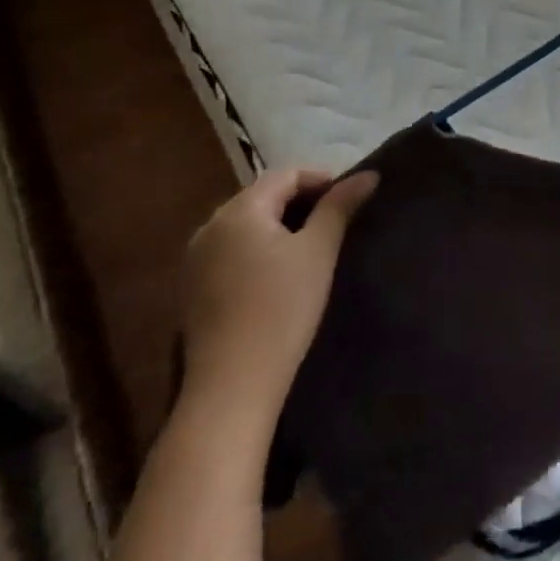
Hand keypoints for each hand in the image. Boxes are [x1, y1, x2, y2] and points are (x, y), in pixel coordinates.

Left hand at [180, 166, 377, 427]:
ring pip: (245, 225)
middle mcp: (209, 226)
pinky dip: (258, 249)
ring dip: (279, 225)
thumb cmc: (282, 307)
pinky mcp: (191, 290)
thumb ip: (340, 207)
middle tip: (335, 221)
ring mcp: (194, 260)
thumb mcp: (319, 251)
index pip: (285, 174)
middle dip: (300, 201)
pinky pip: (231, 251)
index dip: (321, 179)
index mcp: (239, 211)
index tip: (350, 199)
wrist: (232, 385)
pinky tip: (277, 273)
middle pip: (262, 197)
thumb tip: (368, 175)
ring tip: (311, 246)